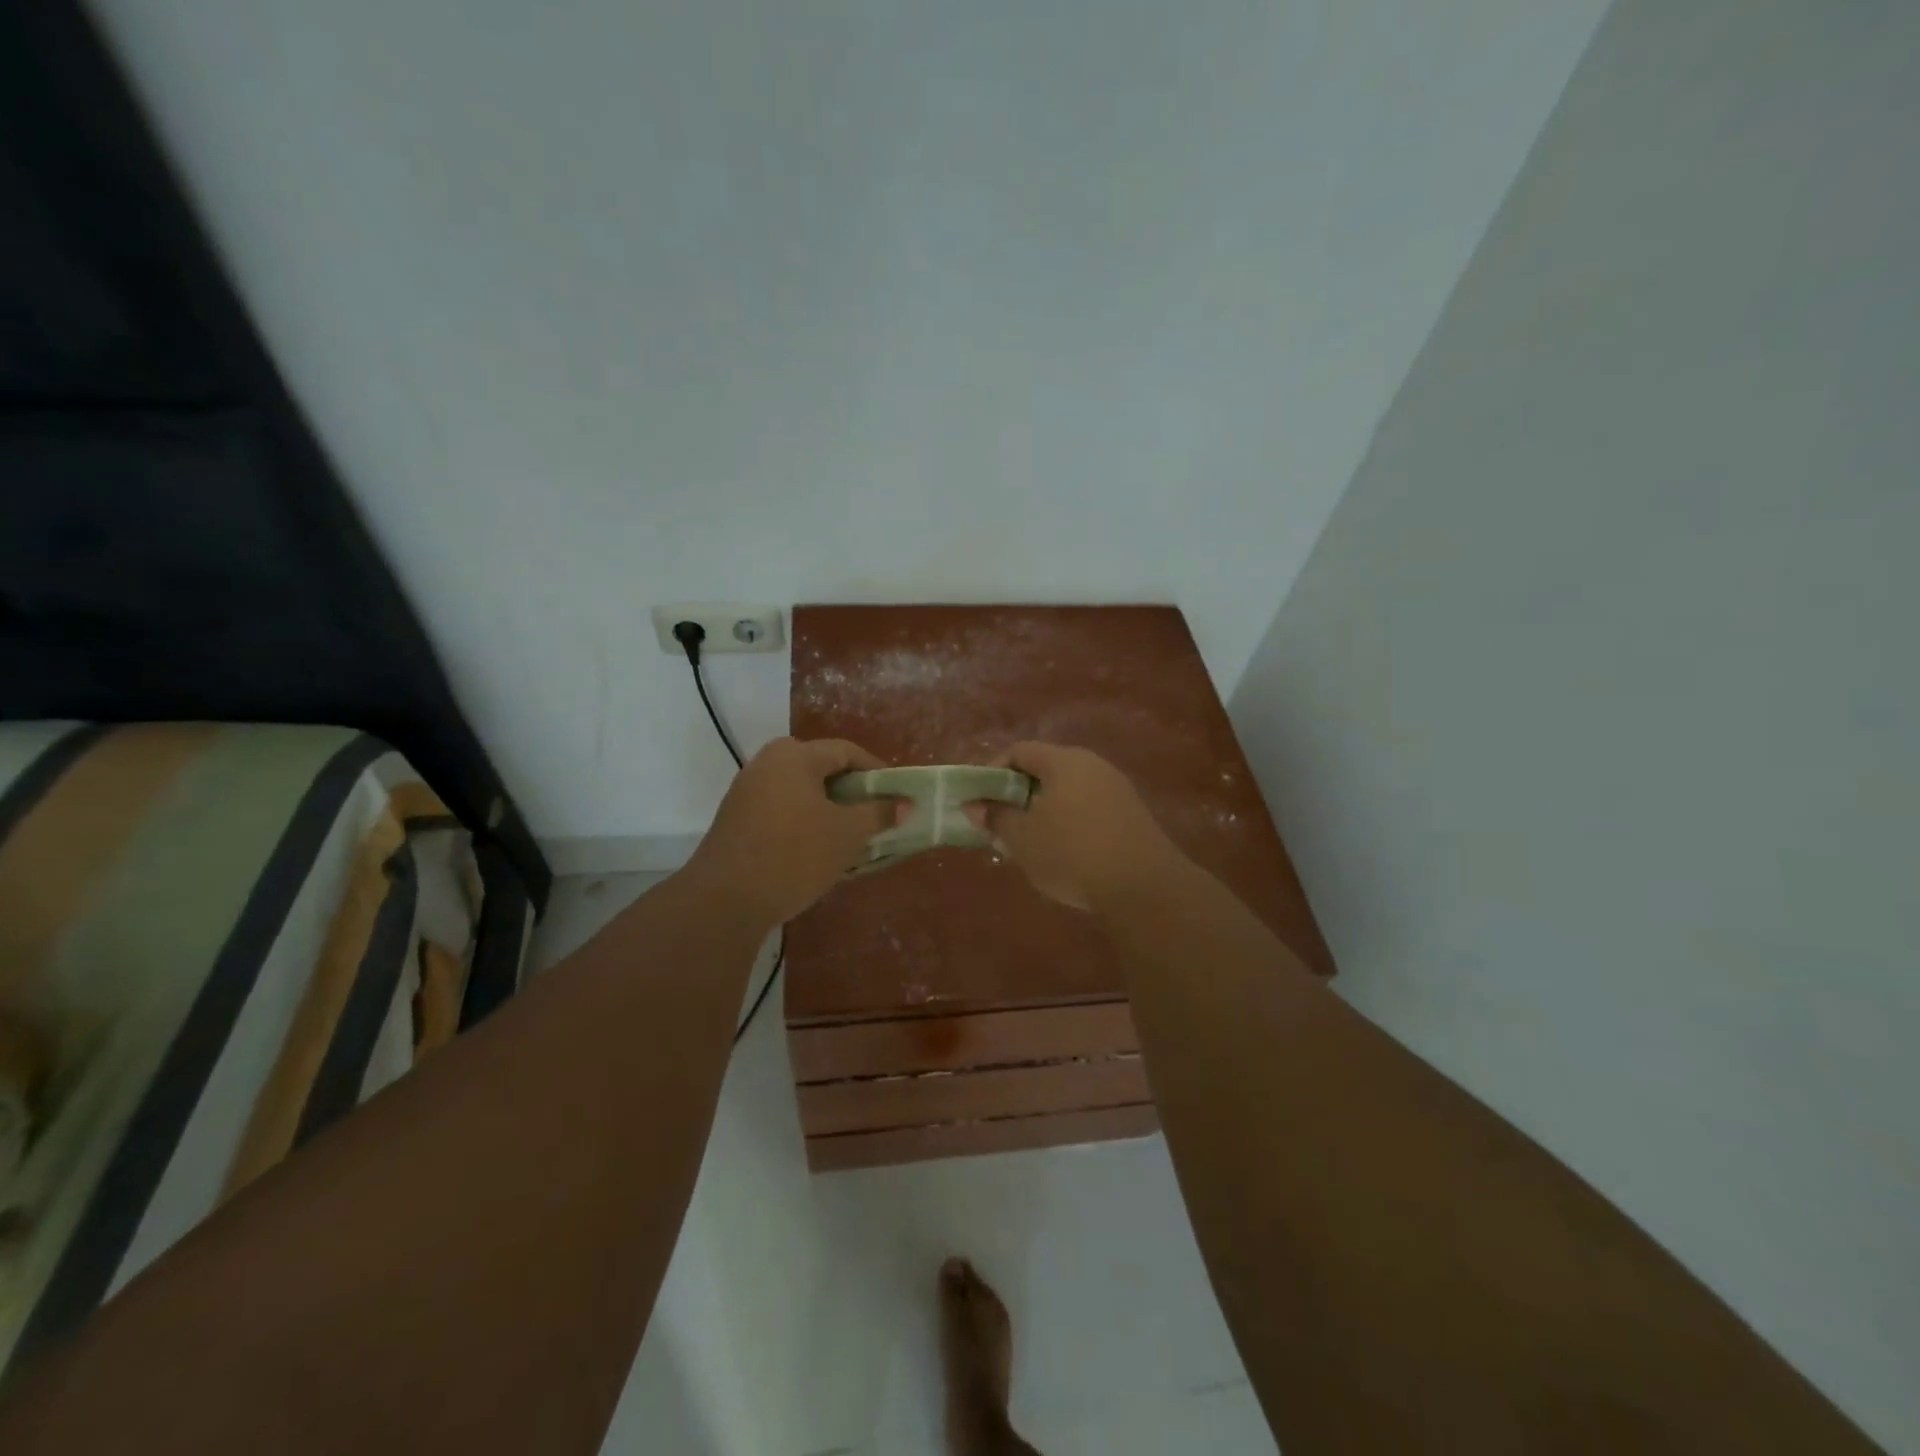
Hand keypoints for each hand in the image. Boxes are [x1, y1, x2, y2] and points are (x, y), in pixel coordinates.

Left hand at [683, 737, 891, 925]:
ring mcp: (747, 789)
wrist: (725, 899)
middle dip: (851, 789)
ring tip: (848, 833)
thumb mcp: (847, 834)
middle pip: (820, 767)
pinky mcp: (736, 816)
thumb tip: (905, 803)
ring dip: (827, 806)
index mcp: (795, 755)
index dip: (876, 771)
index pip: (846, 751)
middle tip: (872, 813)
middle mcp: (767, 762)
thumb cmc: (795, 855)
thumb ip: (878, 813)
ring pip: (800, 789)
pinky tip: (815, 847)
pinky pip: (781, 807)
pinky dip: (803, 819)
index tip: (896, 795)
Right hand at [967, 742, 1184, 911]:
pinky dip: (1070, 821)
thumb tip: (974, 805)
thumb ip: (995, 817)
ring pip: (1069, 790)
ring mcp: (1117, 788)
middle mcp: (1092, 765)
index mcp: (1064, 761)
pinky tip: (1065, 852)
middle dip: (1018, 793)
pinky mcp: (1132, 813)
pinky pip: (1090, 807)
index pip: (1020, 751)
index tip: (980, 799)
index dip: (993, 770)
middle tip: (1002, 822)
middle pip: (1046, 769)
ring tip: (1030, 842)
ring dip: (1044, 810)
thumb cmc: (1072, 853)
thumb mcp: (1022, 838)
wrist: (1143, 886)